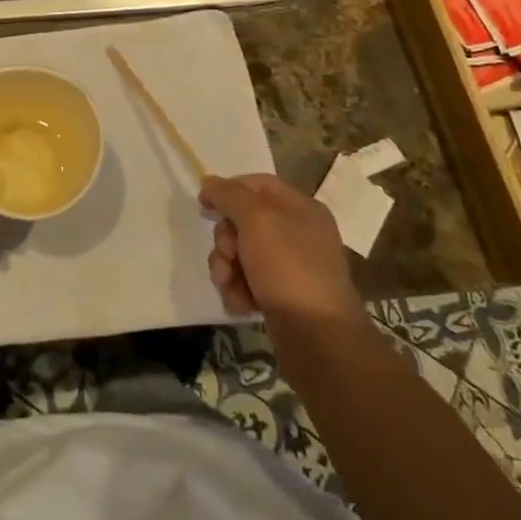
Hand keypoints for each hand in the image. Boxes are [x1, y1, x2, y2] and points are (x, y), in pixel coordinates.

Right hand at [199, 173, 363, 327]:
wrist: (318, 338)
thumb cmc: (288, 268)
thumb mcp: (256, 220)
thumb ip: (230, 195)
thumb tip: (210, 181)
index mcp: (300, 208)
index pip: (256, 184)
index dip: (227, 190)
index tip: (202, 204)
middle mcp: (297, 233)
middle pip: (244, 221)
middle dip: (226, 239)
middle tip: (228, 255)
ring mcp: (290, 266)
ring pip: (241, 254)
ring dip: (227, 268)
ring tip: (231, 286)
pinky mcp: (282, 296)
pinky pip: (248, 281)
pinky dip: (239, 290)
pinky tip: (241, 303)